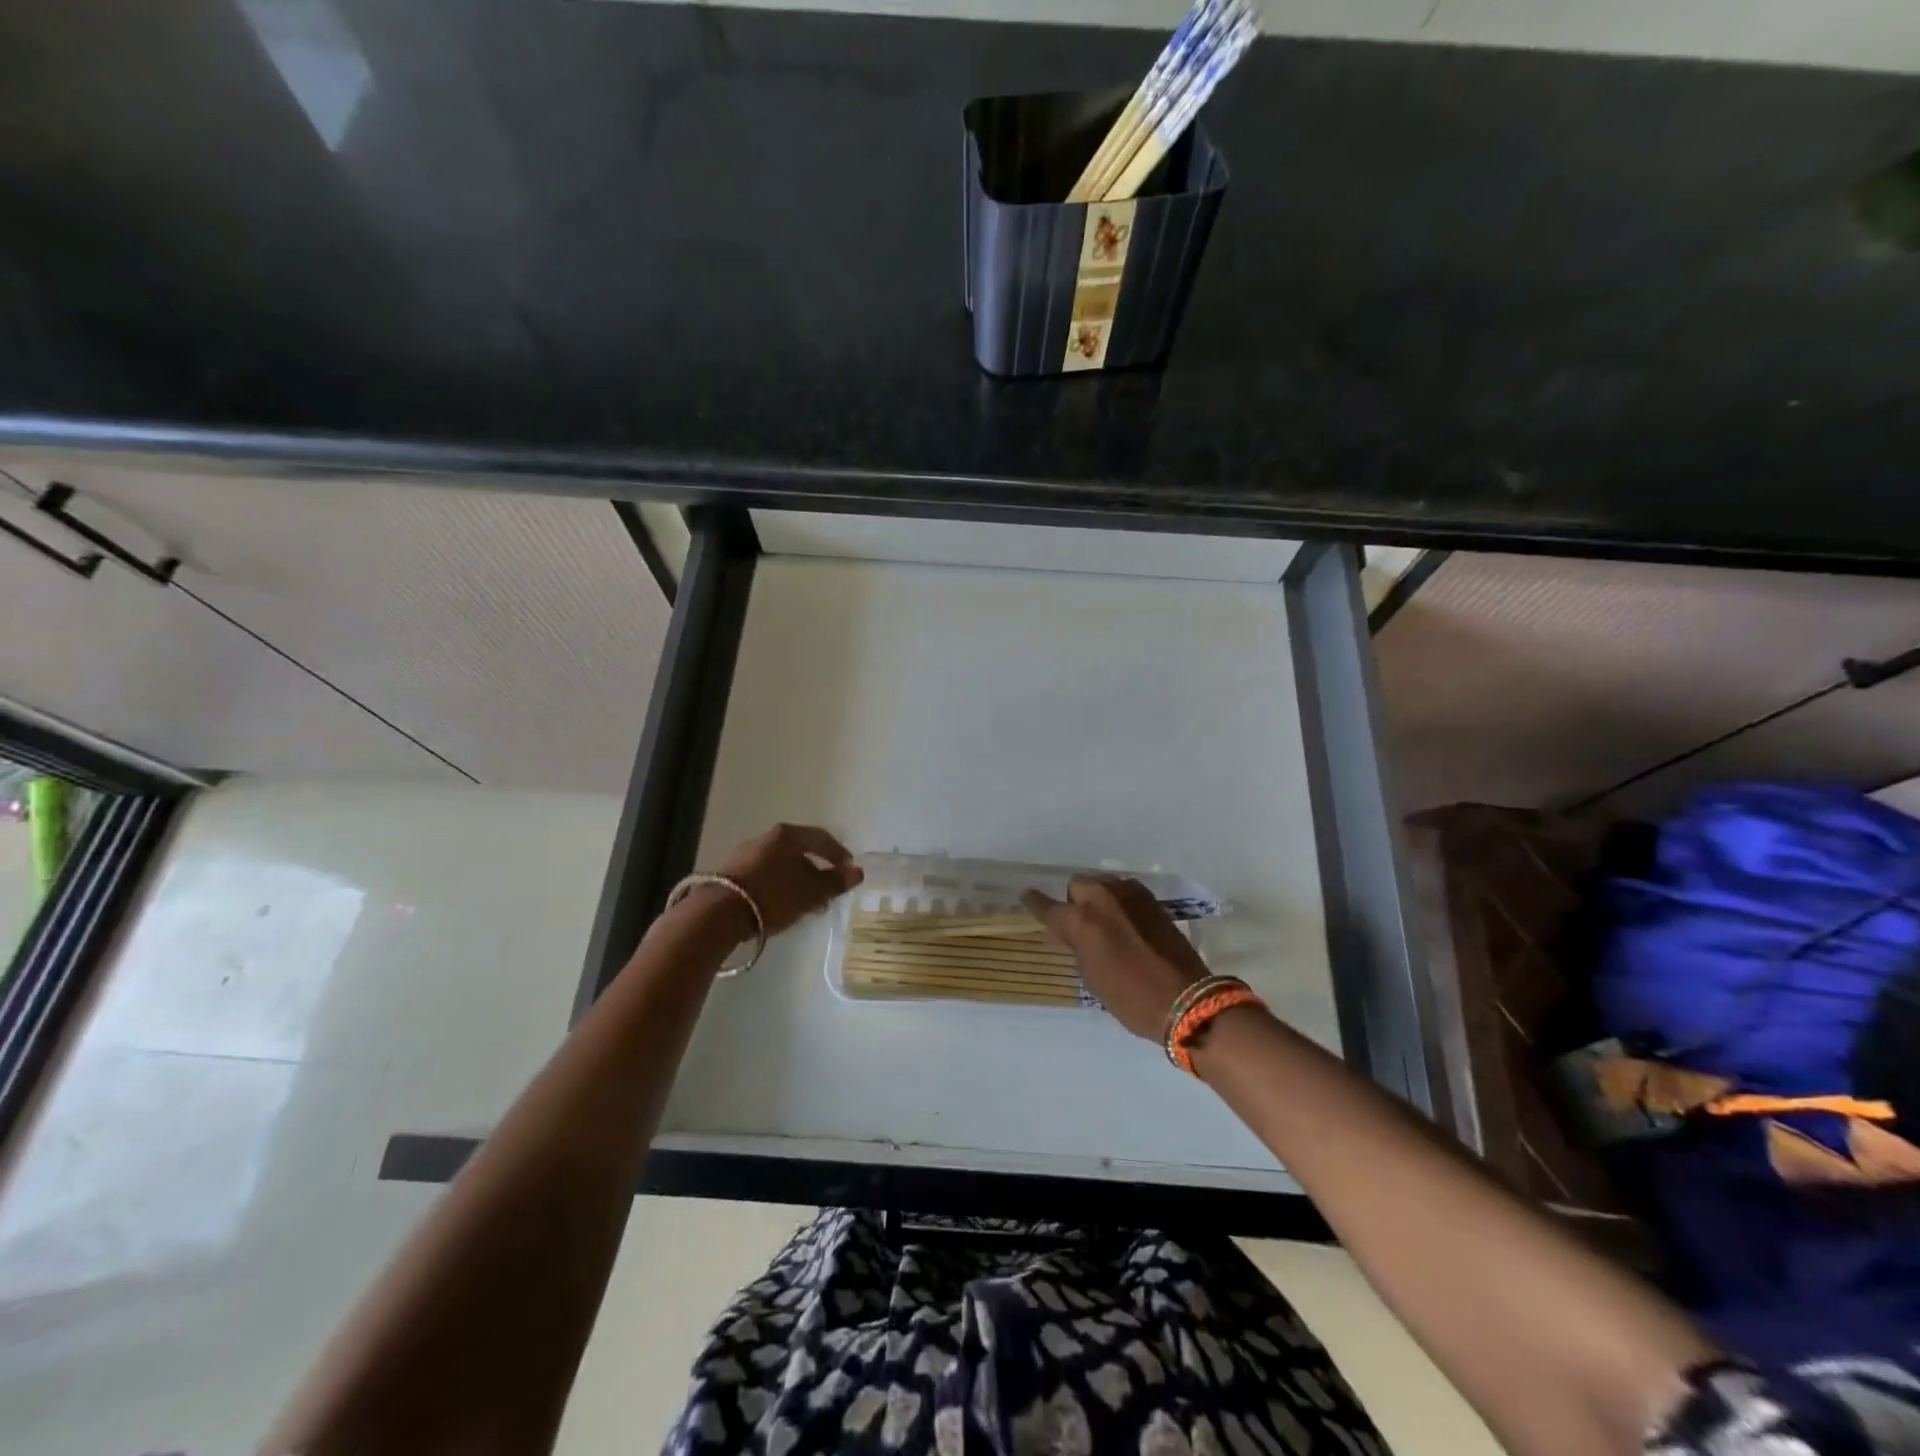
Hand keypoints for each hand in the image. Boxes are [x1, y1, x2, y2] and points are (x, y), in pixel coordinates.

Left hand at [710, 822, 862, 936]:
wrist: (719, 913)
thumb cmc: (774, 896)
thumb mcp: (811, 892)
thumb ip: (835, 882)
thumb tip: (857, 872)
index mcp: (788, 835)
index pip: (820, 838)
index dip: (838, 853)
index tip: (848, 869)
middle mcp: (765, 837)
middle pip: (799, 850)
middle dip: (816, 869)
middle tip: (827, 889)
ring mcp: (745, 854)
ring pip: (780, 863)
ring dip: (796, 879)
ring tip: (805, 901)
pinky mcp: (730, 873)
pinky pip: (764, 874)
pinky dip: (778, 885)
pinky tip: (780, 903)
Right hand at [1022, 876, 1208, 1040]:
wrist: (1185, 999)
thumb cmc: (1130, 997)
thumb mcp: (1092, 977)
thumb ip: (1077, 946)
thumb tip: (1071, 932)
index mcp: (1082, 920)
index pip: (1048, 906)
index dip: (1035, 902)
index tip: (1027, 896)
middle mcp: (1103, 898)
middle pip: (1078, 885)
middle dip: (1075, 902)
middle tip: (1081, 926)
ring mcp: (1130, 895)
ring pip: (1103, 885)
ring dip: (1098, 899)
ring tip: (1105, 924)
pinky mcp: (1152, 900)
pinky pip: (1124, 892)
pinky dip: (1119, 903)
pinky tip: (1125, 923)